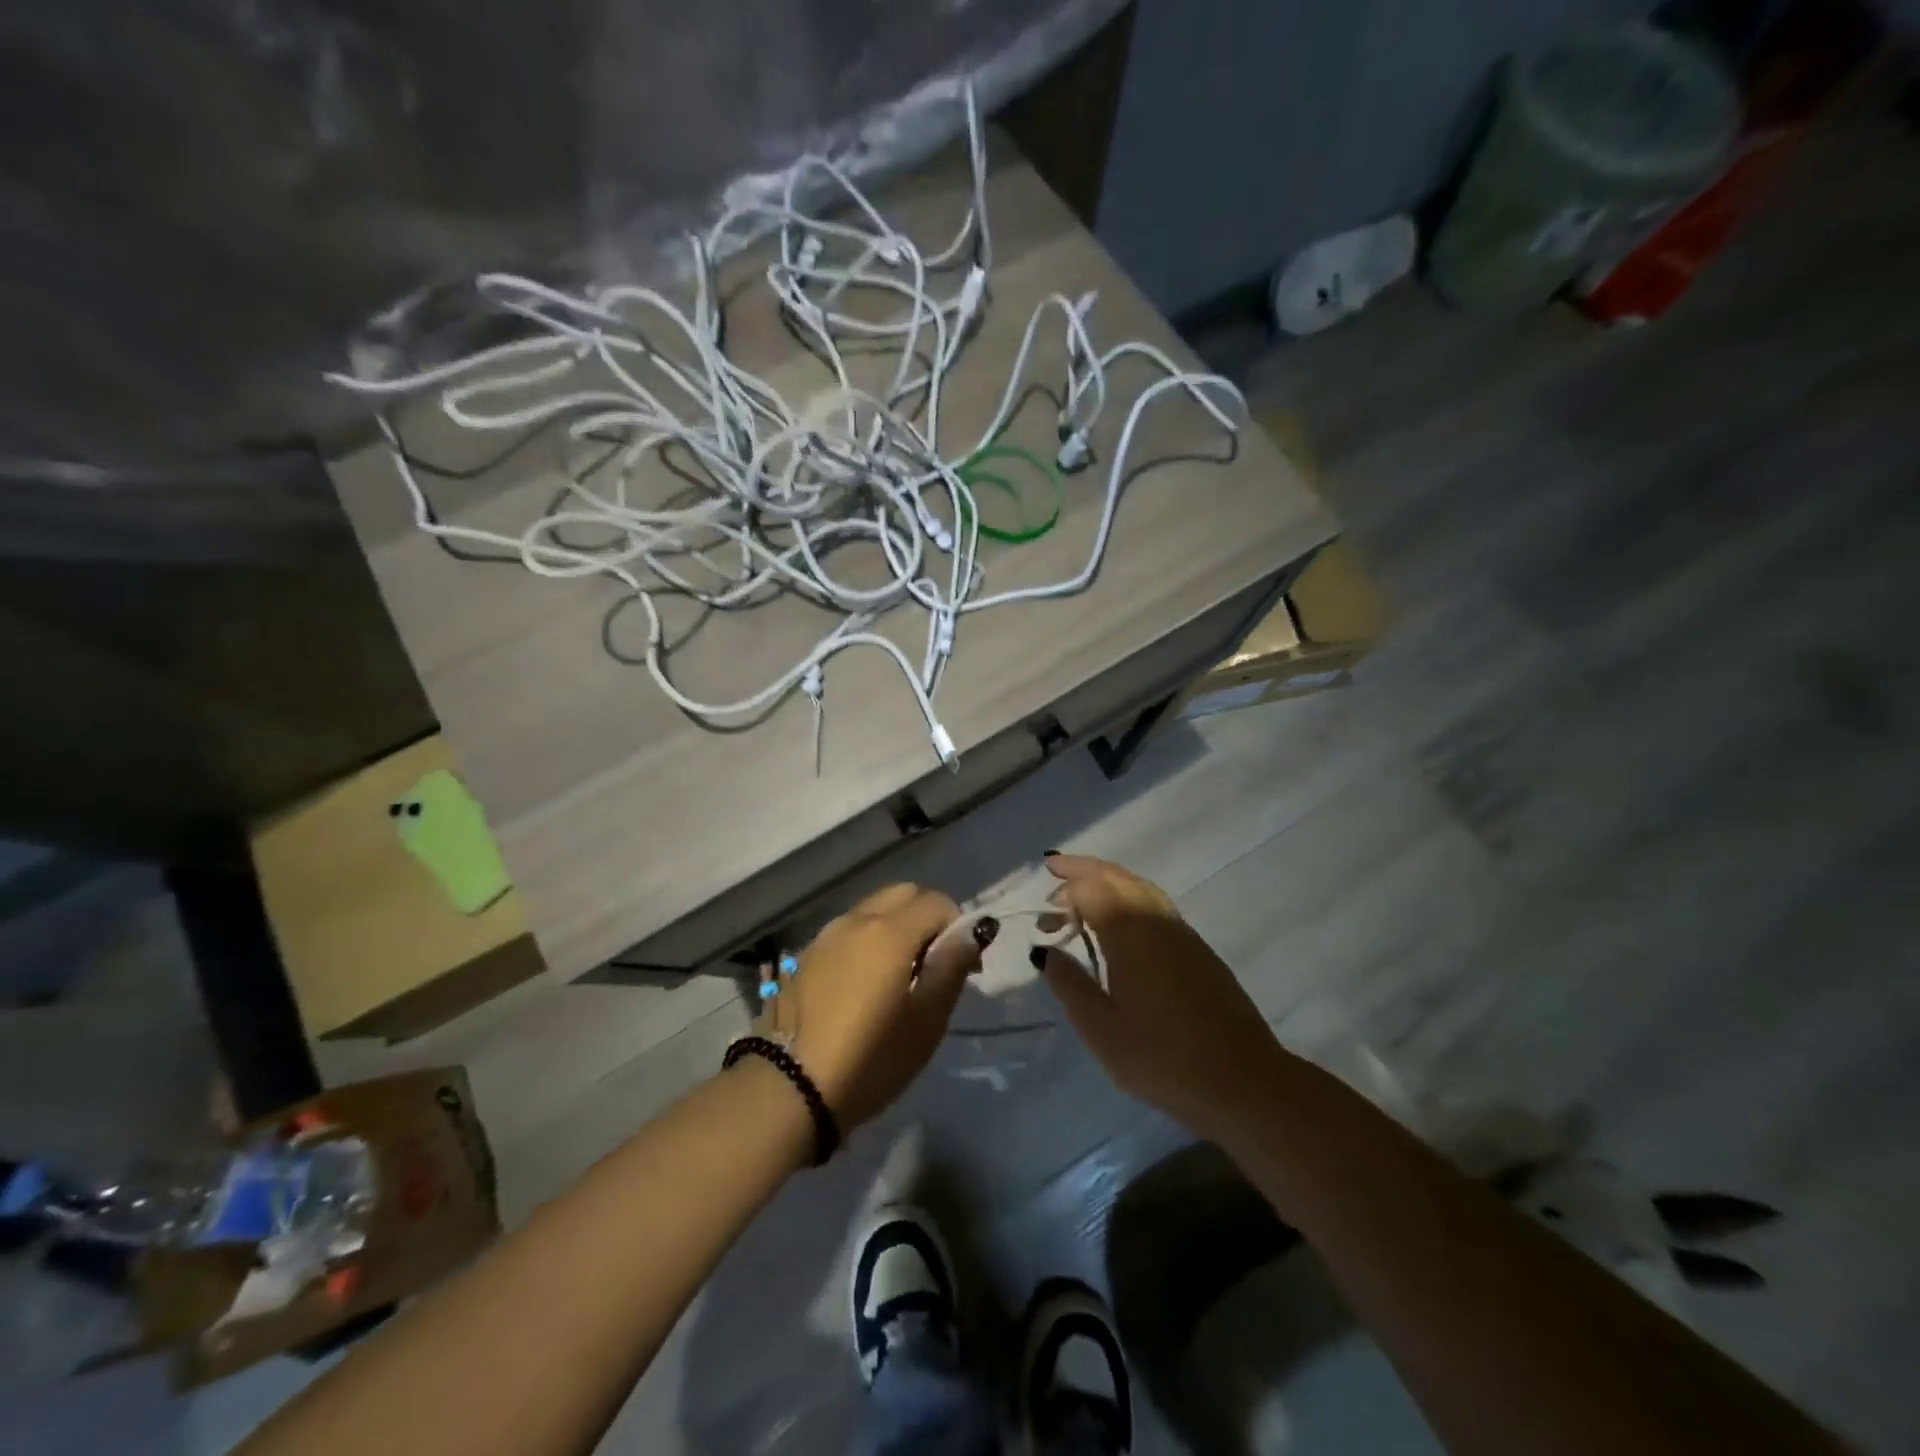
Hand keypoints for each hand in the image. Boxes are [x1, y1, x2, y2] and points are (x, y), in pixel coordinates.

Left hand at [760, 884, 989, 1129]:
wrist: (789, 1089)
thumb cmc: (870, 1059)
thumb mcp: (926, 1022)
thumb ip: (951, 968)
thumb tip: (971, 932)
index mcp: (890, 931)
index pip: (937, 901)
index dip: (958, 926)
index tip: (962, 964)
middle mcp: (856, 920)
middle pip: (903, 893)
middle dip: (927, 916)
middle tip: (933, 962)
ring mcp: (826, 935)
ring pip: (873, 909)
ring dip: (896, 926)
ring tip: (898, 975)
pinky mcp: (806, 955)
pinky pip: (848, 931)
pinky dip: (867, 941)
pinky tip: (864, 984)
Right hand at [1033, 854, 1279, 1143]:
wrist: (1243, 1080)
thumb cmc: (1163, 1057)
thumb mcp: (1102, 1030)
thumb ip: (1070, 985)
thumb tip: (1046, 951)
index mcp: (1130, 934)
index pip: (1092, 889)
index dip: (1065, 890)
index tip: (1045, 909)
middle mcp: (1156, 920)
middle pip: (1117, 877)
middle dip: (1084, 869)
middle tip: (1056, 872)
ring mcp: (1182, 933)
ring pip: (1140, 887)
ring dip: (1109, 881)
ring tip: (1084, 895)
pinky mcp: (1199, 950)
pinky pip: (1156, 905)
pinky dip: (1130, 898)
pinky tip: (1122, 925)